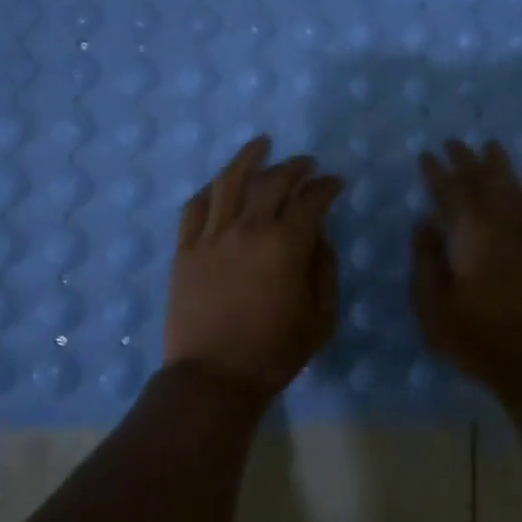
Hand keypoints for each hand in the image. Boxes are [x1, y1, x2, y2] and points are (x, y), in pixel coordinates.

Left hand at [164, 136, 344, 403]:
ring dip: (249, 157)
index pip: (312, 200)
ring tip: (261, 144)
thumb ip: (325, 270)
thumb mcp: (321, 318)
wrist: (213, 378)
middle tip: (307, 164)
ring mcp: (212, 237)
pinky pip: (195, 207)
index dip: (327, 186)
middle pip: (273, 181)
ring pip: (229, 182)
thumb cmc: (274, 353)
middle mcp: (248, 229)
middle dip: (295, 167)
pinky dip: (210, 189)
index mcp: (286, 245)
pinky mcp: (185, 249)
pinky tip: (220, 182)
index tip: (336, 182)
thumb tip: (319, 237)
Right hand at [412, 140, 521, 401]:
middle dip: (467, 160)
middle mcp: (504, 225)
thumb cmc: (479, 340)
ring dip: (499, 167)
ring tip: (490, 147)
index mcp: (471, 235)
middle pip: (484, 181)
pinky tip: (520, 189)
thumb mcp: (433, 308)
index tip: (427, 156)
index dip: (437, 172)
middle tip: (454, 143)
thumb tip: (426, 224)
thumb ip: (425, 261)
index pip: (451, 192)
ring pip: (514, 188)